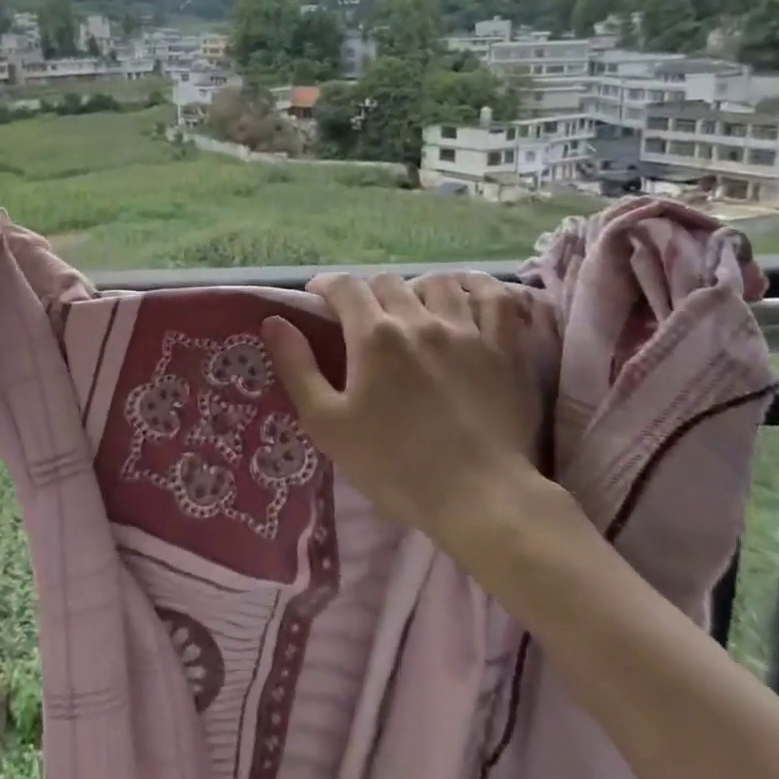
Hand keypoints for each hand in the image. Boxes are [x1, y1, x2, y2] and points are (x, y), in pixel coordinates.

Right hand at [260, 272, 547, 553]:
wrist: (476, 496)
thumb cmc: (393, 465)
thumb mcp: (327, 423)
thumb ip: (298, 367)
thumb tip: (274, 321)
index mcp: (373, 336)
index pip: (345, 287)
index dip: (326, 286)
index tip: (318, 298)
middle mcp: (419, 320)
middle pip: (387, 282)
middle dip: (367, 292)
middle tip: (361, 318)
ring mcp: (467, 330)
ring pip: (437, 282)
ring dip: (416, 288)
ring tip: (411, 308)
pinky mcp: (504, 348)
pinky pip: (495, 297)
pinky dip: (477, 287)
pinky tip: (465, 293)